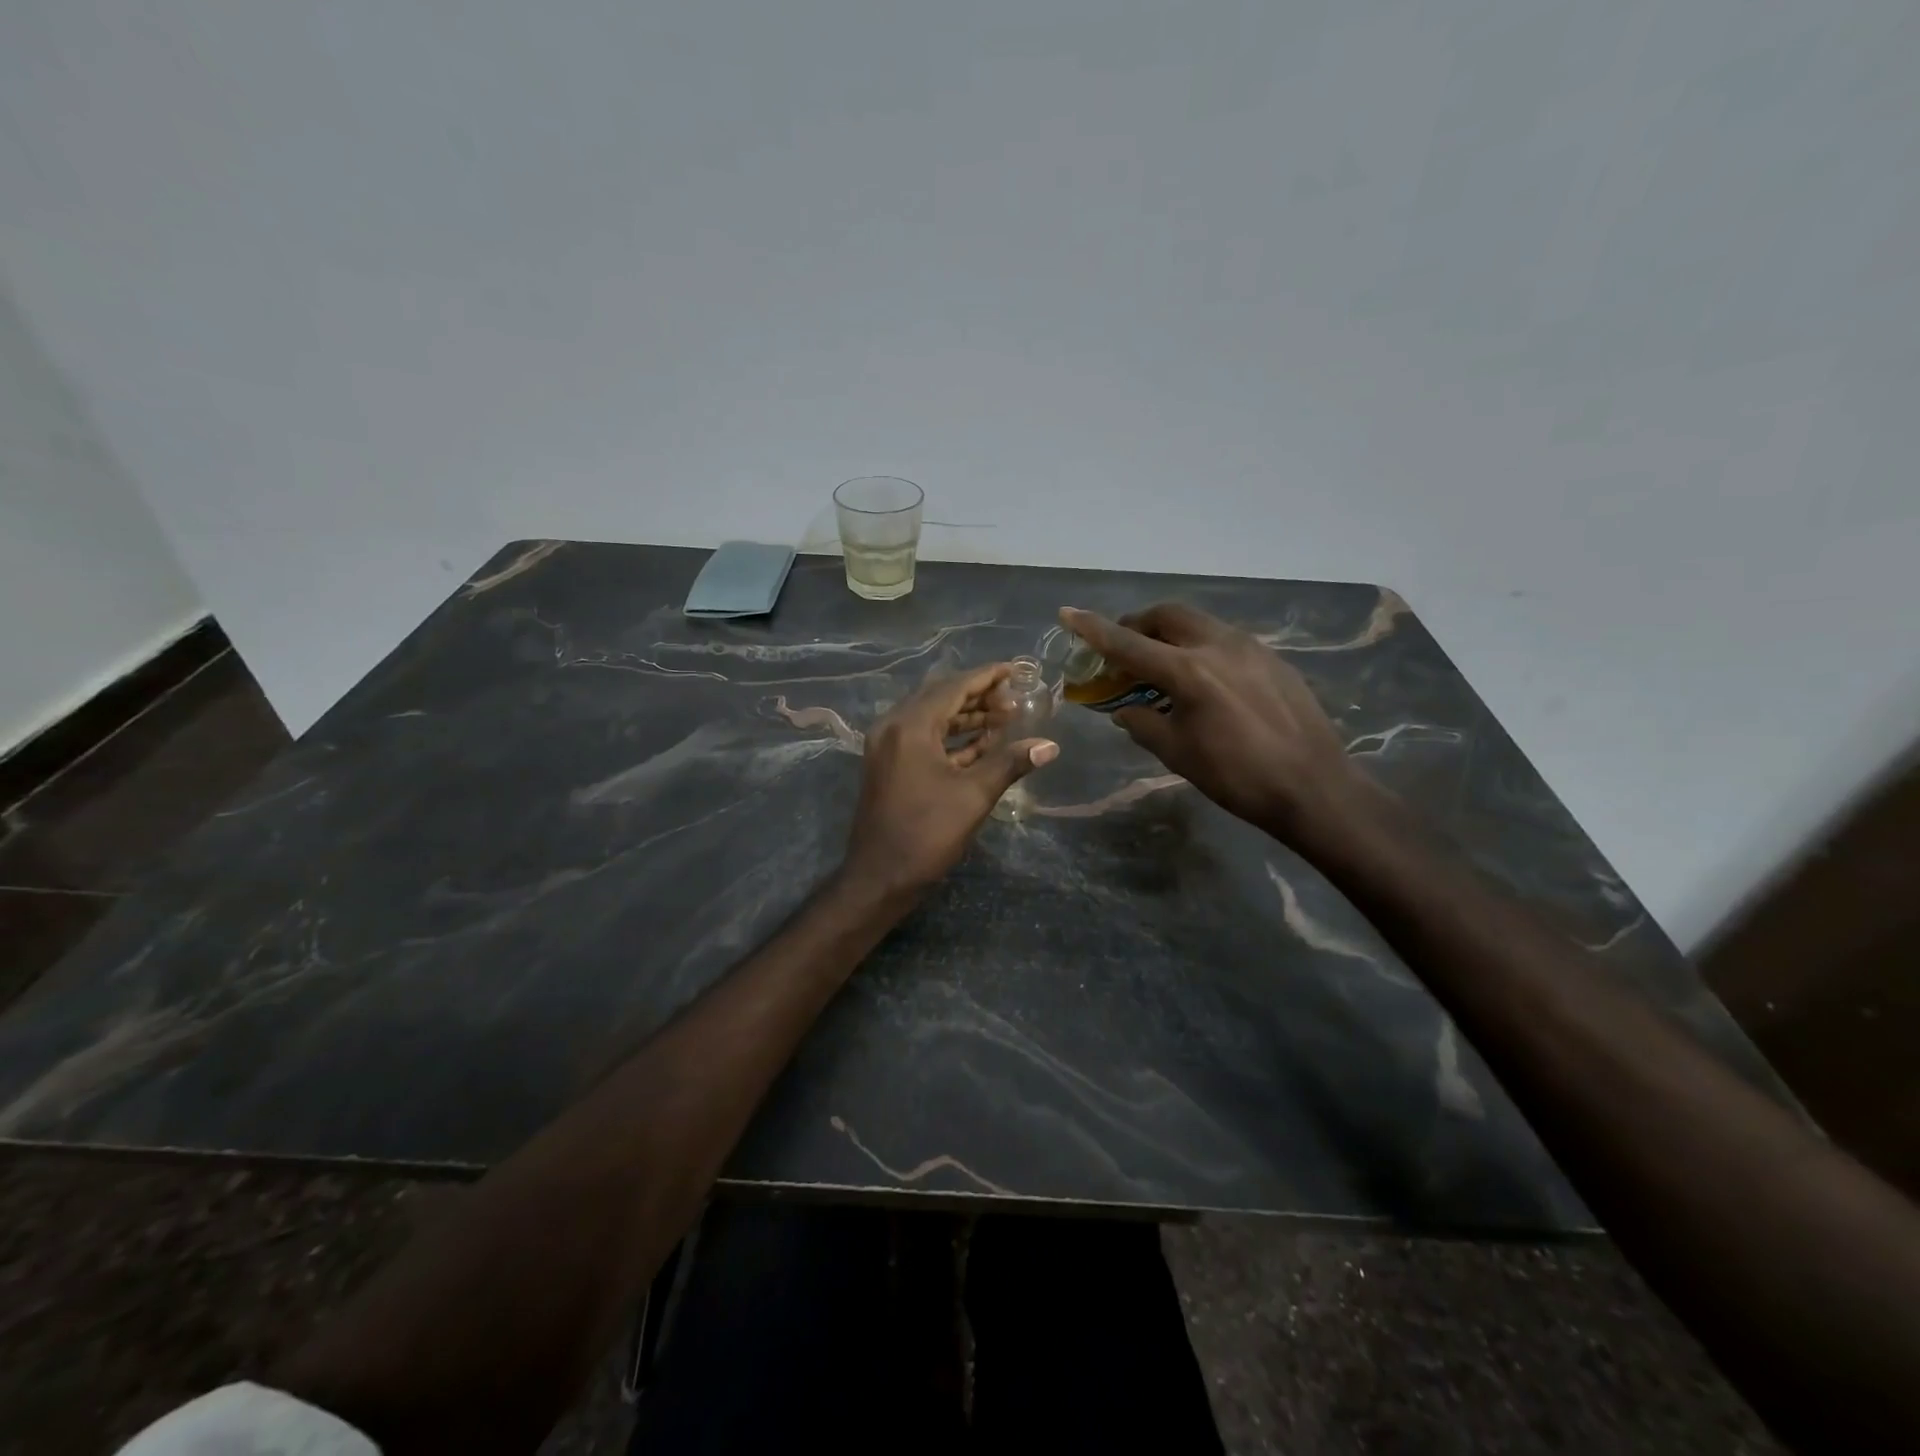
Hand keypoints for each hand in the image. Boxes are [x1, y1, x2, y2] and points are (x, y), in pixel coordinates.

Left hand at [843, 663, 1059, 894]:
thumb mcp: (974, 796)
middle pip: (940, 698)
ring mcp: (887, 747)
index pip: (953, 688)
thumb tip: (1050, 746)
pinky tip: (980, 742)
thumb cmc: (926, 833)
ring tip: (1003, 718)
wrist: (879, 877)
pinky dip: (950, 737)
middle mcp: (893, 727)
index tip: (1014, 669)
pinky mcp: (888, 766)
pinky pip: (922, 738)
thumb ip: (1010, 763)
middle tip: (1013, 699)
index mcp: (910, 726)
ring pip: (931, 719)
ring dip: (966, 717)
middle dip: (978, 696)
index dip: (986, 677)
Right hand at [1059, 603, 1369, 840]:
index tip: (1067, 613)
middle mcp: (1218, 646)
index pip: (1128, 643)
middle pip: (1167, 615)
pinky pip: (1224, 639)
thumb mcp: (1177, 753)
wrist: (1314, 787)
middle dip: (1138, 623)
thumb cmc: (1237, 777)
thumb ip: (1142, 723)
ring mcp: (1251, 648)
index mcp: (1188, 671)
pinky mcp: (1273, 659)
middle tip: (1123, 646)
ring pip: (1198, 623)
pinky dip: (1200, 647)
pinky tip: (1204, 679)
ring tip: (1161, 663)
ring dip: (1170, 633)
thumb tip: (1124, 709)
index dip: (1093, 629)